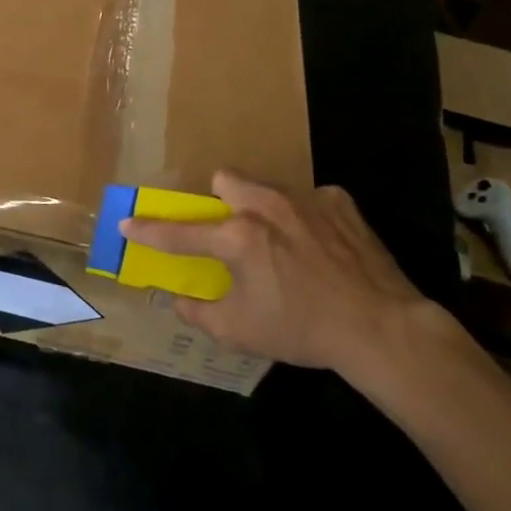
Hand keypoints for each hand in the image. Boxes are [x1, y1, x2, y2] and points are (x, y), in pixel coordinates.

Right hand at [119, 171, 426, 377]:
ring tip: (283, 242)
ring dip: (264, 208)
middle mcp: (267, 206)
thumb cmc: (304, 330)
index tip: (128, 223)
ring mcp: (306, 199)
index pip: (180, 231)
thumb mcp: (241, 331)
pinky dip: (308, 219)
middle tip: (232, 231)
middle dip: (220, 199)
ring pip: (268, 187)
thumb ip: (200, 313)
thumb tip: (179, 300)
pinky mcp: (341, 203)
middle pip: (226, 179)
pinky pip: (311, 200)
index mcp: (238, 237)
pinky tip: (323, 247)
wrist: (382, 327)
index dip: (149, 230)